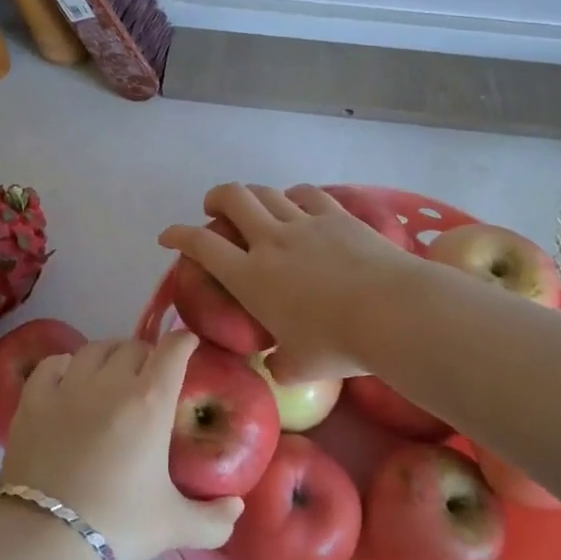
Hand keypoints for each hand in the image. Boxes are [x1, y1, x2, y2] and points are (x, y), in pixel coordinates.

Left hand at [0, 334, 242, 559]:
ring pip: (95, 349)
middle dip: (147, 354)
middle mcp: (111, 382)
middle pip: (134, 346)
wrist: (43, 541)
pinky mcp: (32, 400)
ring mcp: (68, 387)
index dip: (184, 342)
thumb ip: (214, 519)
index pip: (173, 350)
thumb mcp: (174, 527)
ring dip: (109, 355)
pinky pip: (54, 363)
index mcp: (150, 402)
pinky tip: (69, 380)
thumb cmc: (118, 526)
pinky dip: (66, 365)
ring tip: (111, 374)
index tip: (189, 345)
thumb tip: (236, 506)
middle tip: (150, 376)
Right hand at [158, 183, 415, 383]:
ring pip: (267, 192)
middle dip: (215, 197)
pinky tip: (297, 202)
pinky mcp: (337, 216)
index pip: (202, 245)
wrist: (392, 312)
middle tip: (213, 209)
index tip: (168, 236)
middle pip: (232, 197)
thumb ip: (281, 364)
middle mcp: (270, 241)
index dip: (178, 235)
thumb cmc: (339, 344)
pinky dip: (294, 195)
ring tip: (254, 205)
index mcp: (250, 278)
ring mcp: (304, 223)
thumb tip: (278, 366)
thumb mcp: (300, 366)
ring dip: (253, 194)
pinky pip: (307, 194)